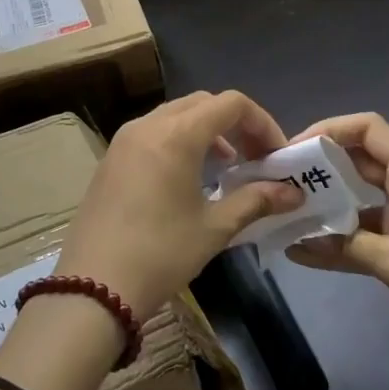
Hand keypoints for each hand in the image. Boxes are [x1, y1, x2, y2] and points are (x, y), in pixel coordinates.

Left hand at [57, 91, 301, 319]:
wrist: (94, 286)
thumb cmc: (161, 253)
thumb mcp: (214, 228)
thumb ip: (256, 201)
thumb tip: (294, 193)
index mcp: (177, 134)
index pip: (231, 104)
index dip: (262, 123)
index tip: (275, 156)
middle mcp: (148, 125)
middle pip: (203, 104)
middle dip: (235, 125)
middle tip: (254, 159)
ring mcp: (124, 140)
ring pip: (175, 116)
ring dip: (207, 132)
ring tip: (225, 168)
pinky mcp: (110, 159)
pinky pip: (153, 134)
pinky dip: (179, 142)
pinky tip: (188, 179)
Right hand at [284, 112, 388, 352]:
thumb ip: (345, 247)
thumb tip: (296, 241)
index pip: (367, 129)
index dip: (329, 129)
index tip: (293, 150)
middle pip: (358, 159)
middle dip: (319, 166)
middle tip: (279, 180)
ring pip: (358, 196)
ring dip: (326, 202)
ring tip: (285, 211)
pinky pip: (365, 230)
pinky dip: (340, 236)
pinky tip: (306, 249)